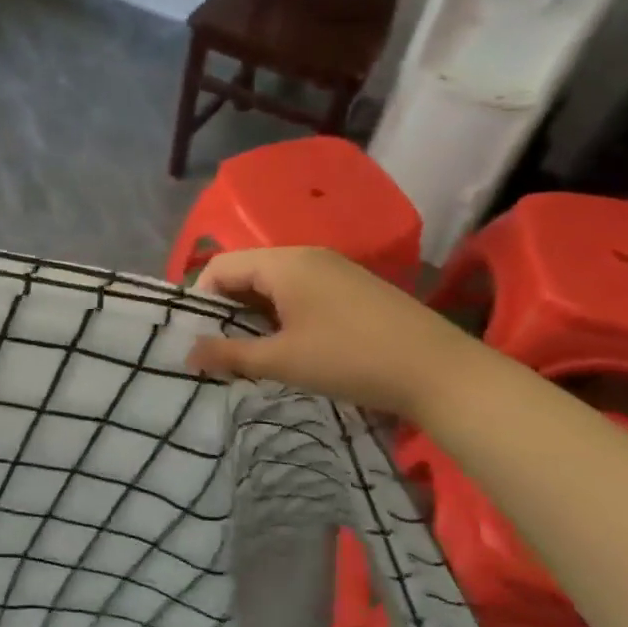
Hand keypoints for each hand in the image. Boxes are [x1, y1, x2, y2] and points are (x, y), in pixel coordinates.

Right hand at [185, 247, 478, 419]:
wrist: (439, 371)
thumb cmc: (350, 360)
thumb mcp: (282, 361)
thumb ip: (229, 354)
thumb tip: (188, 353)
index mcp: (284, 263)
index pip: (221, 266)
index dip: (201, 300)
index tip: (198, 338)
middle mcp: (306, 255)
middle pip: (246, 271)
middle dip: (226, 308)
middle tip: (221, 349)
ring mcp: (333, 268)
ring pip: (273, 282)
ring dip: (254, 313)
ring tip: (253, 352)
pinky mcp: (352, 286)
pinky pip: (300, 289)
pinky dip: (282, 312)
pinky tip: (291, 344)